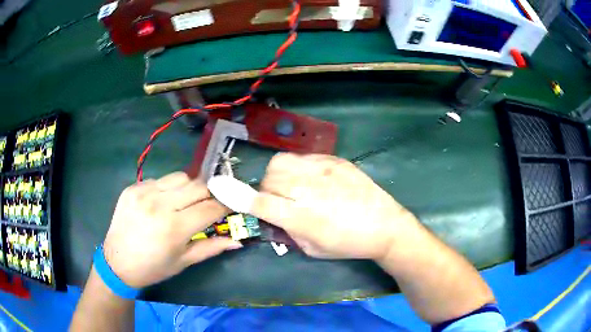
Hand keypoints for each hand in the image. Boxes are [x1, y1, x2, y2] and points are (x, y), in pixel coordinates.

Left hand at [103, 172, 241, 288]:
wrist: (117, 262)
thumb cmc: (153, 268)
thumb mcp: (184, 262)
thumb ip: (212, 248)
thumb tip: (238, 242)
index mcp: (174, 228)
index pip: (211, 207)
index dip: (225, 206)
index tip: (230, 207)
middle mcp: (159, 204)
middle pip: (198, 185)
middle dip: (210, 193)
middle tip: (210, 204)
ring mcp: (144, 192)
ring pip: (180, 176)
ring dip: (189, 187)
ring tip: (185, 202)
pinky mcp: (133, 187)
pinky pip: (160, 180)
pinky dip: (168, 189)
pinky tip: (163, 202)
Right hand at [249, 153, 417, 259]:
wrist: (385, 225)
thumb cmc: (348, 244)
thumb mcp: (312, 249)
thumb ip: (286, 231)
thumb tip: (269, 216)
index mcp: (302, 217)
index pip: (260, 203)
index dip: (236, 195)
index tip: (218, 186)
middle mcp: (309, 189)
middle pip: (269, 178)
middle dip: (266, 190)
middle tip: (279, 200)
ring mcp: (323, 170)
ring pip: (282, 162)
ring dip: (279, 176)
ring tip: (293, 186)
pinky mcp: (335, 160)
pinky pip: (302, 157)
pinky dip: (297, 168)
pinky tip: (312, 179)